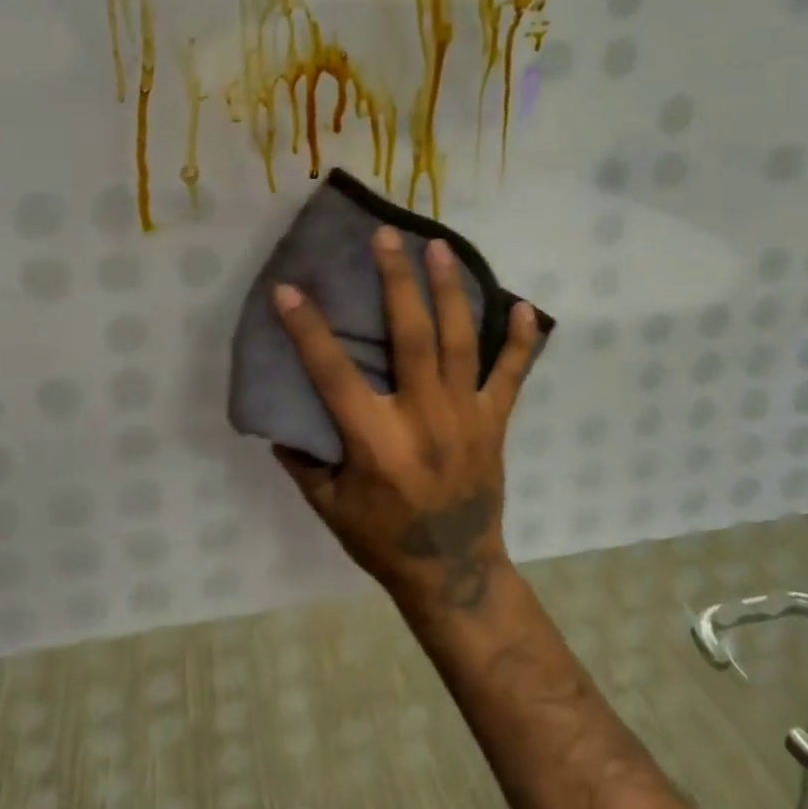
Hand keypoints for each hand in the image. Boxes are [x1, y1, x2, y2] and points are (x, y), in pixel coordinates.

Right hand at [271, 225, 538, 613]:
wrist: (454, 571)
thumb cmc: (384, 540)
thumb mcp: (329, 508)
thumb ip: (303, 460)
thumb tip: (282, 417)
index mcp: (376, 442)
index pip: (334, 375)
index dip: (308, 331)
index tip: (289, 289)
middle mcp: (423, 419)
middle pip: (411, 337)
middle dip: (397, 282)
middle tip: (387, 237)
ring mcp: (465, 416)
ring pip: (459, 342)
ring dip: (449, 291)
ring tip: (440, 247)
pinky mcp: (494, 422)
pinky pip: (511, 375)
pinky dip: (520, 342)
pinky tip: (525, 306)